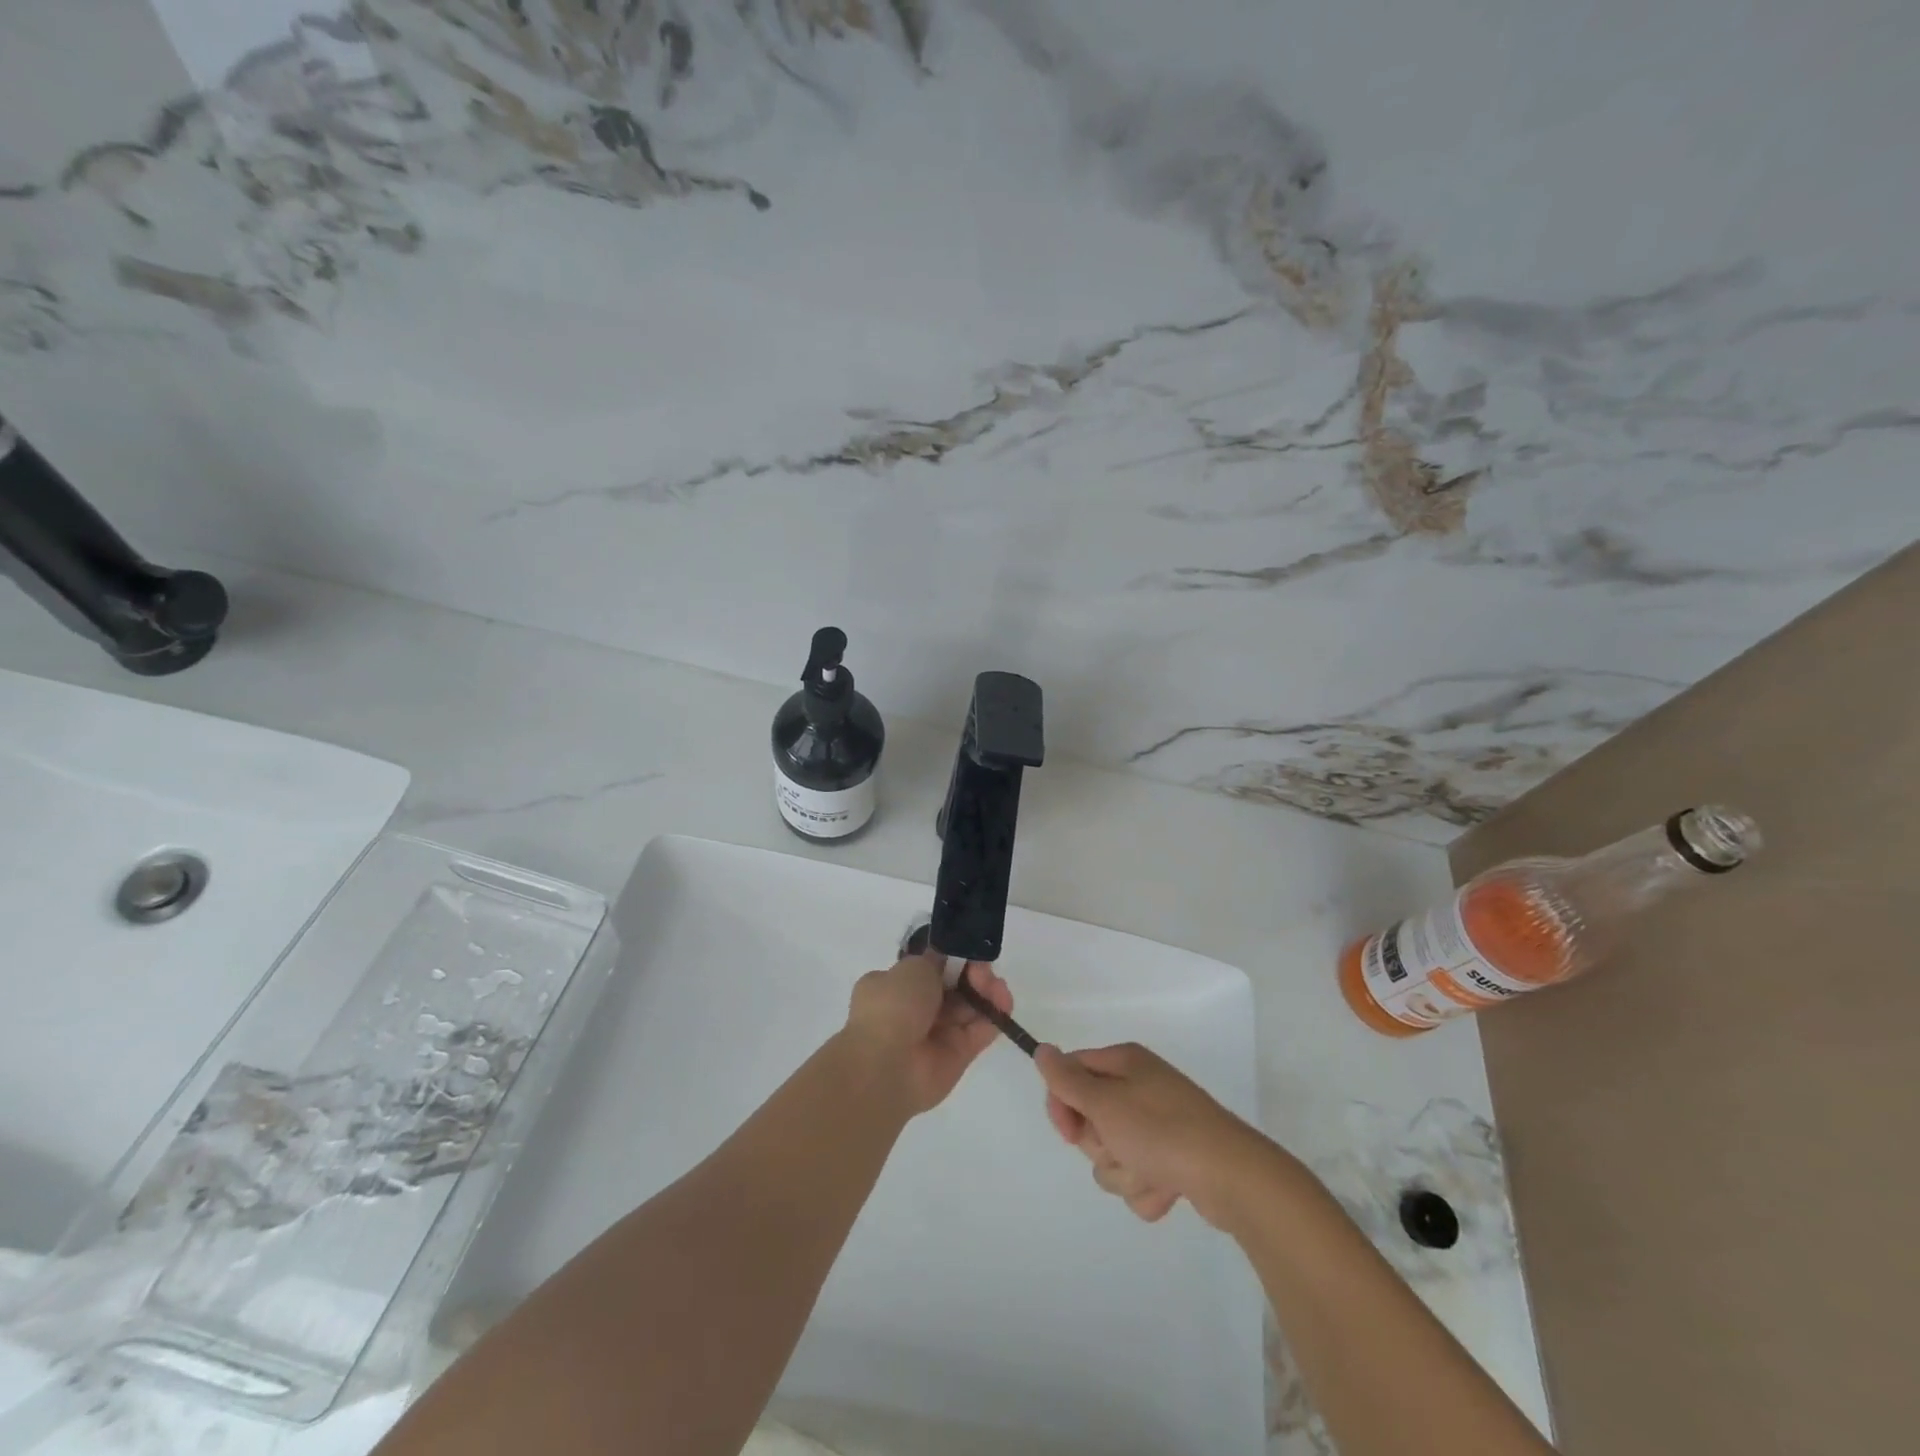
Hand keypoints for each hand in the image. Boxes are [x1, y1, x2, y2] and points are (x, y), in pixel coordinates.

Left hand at [841, 954, 1014, 1115]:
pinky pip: (981, 1030)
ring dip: (986, 991)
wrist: (888, 1063)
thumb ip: (935, 960)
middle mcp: (914, 1011)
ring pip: (970, 1007)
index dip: (950, 959)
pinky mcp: (959, 1055)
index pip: (928, 970)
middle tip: (981, 969)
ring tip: (994, 985)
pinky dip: (995, 1014)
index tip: (965, 952)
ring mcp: (937, 1035)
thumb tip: (945, 961)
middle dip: (971, 973)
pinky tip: (1003, 1001)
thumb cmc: (894, 1006)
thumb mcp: (913, 967)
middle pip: (954, 987)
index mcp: (893, 988)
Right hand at [1036, 1042, 1271, 1226]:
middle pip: (1091, 1119)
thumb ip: (1067, 1080)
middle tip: (1120, 1146)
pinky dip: (1148, 1188)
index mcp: (1125, 1063)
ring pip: (1113, 1155)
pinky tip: (1167, 1188)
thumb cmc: (1161, 1130)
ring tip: (1150, 1171)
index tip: (1069, 1130)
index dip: (1063, 1104)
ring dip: (1124, 1171)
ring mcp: (1159, 1126)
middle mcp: (1140, 1088)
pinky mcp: (1174, 1160)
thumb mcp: (1105, 1102)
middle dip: (1100, 1144)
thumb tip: (1042, 1050)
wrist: (1230, 1176)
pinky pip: (1139, 1178)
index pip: (1072, 1073)